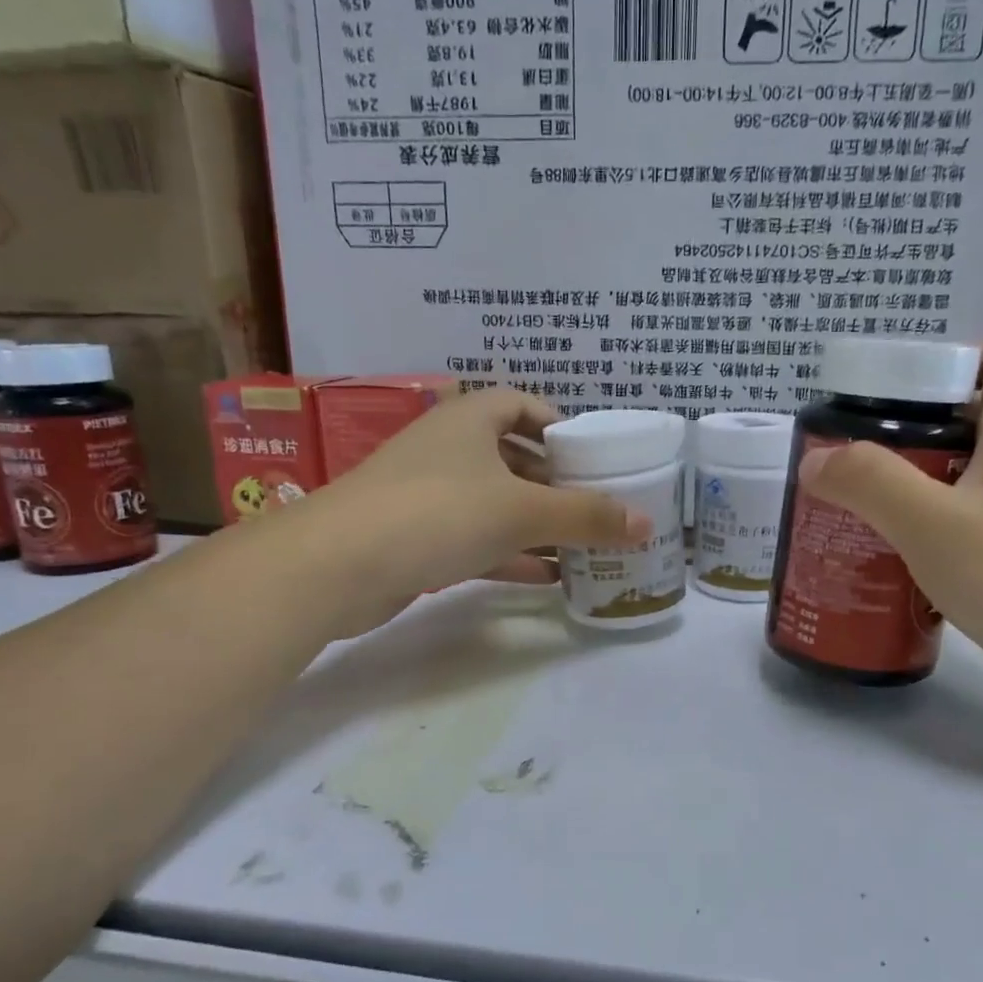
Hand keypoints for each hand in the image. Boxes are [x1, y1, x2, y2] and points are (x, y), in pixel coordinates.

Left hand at [282, 387, 651, 634]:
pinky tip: (548, 577)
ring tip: (583, 546)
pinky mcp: (416, 537)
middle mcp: (448, 448)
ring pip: (495, 502)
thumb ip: (586, 516)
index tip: (591, 456)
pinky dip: (510, 554)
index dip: (559, 425)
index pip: (522, 404)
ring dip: (536, 523)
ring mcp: (428, 494)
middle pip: (513, 457)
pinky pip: (476, 539)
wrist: (336, 566)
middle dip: (555, 483)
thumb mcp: (522, 510)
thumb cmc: (438, 512)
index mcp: (469, 419)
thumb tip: (646, 523)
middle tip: (597, 507)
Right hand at [795, 343, 982, 734]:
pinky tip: (890, 564)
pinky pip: (968, 534)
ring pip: (964, 484)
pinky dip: (928, 539)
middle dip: (906, 436)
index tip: (893, 387)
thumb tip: (815, 460)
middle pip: (969, 425)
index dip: (952, 358)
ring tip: (854, 510)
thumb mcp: (935, 524)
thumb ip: (870, 483)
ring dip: (911, 492)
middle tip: (850, 458)